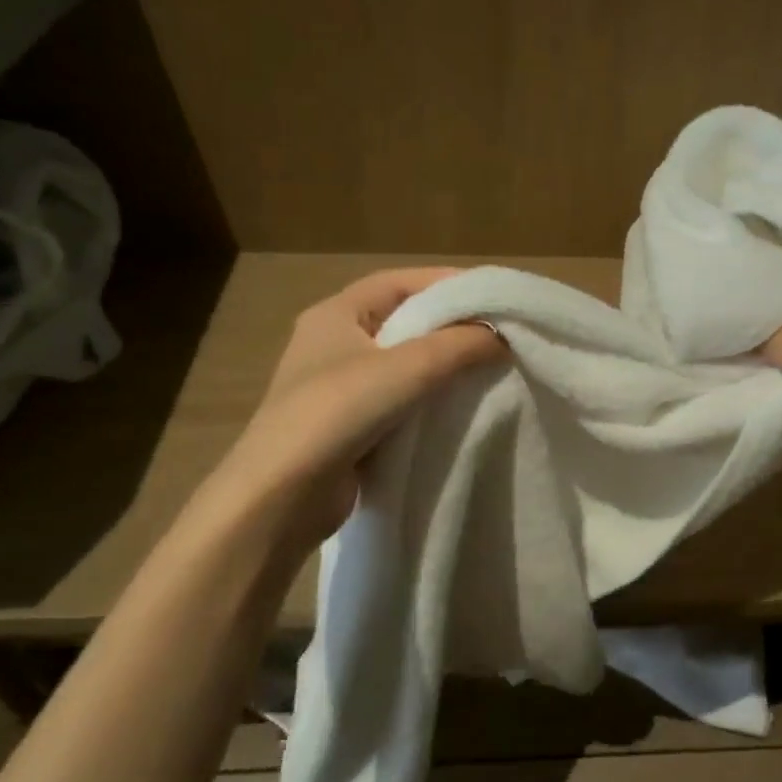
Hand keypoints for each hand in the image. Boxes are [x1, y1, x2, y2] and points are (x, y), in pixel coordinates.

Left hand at [225, 268, 504, 542]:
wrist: (279, 498)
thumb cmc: (336, 413)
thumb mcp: (405, 369)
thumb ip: (458, 346)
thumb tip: (502, 335)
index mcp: (335, 314)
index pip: (398, 282)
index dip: (445, 282)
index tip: (492, 294)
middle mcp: (334, 343)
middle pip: (403, 320)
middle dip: (449, 324)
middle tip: (498, 331)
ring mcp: (338, 386)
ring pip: (402, 363)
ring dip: (441, 364)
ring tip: (488, 366)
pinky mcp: (348, 425)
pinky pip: (398, 399)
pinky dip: (428, 398)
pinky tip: (460, 405)